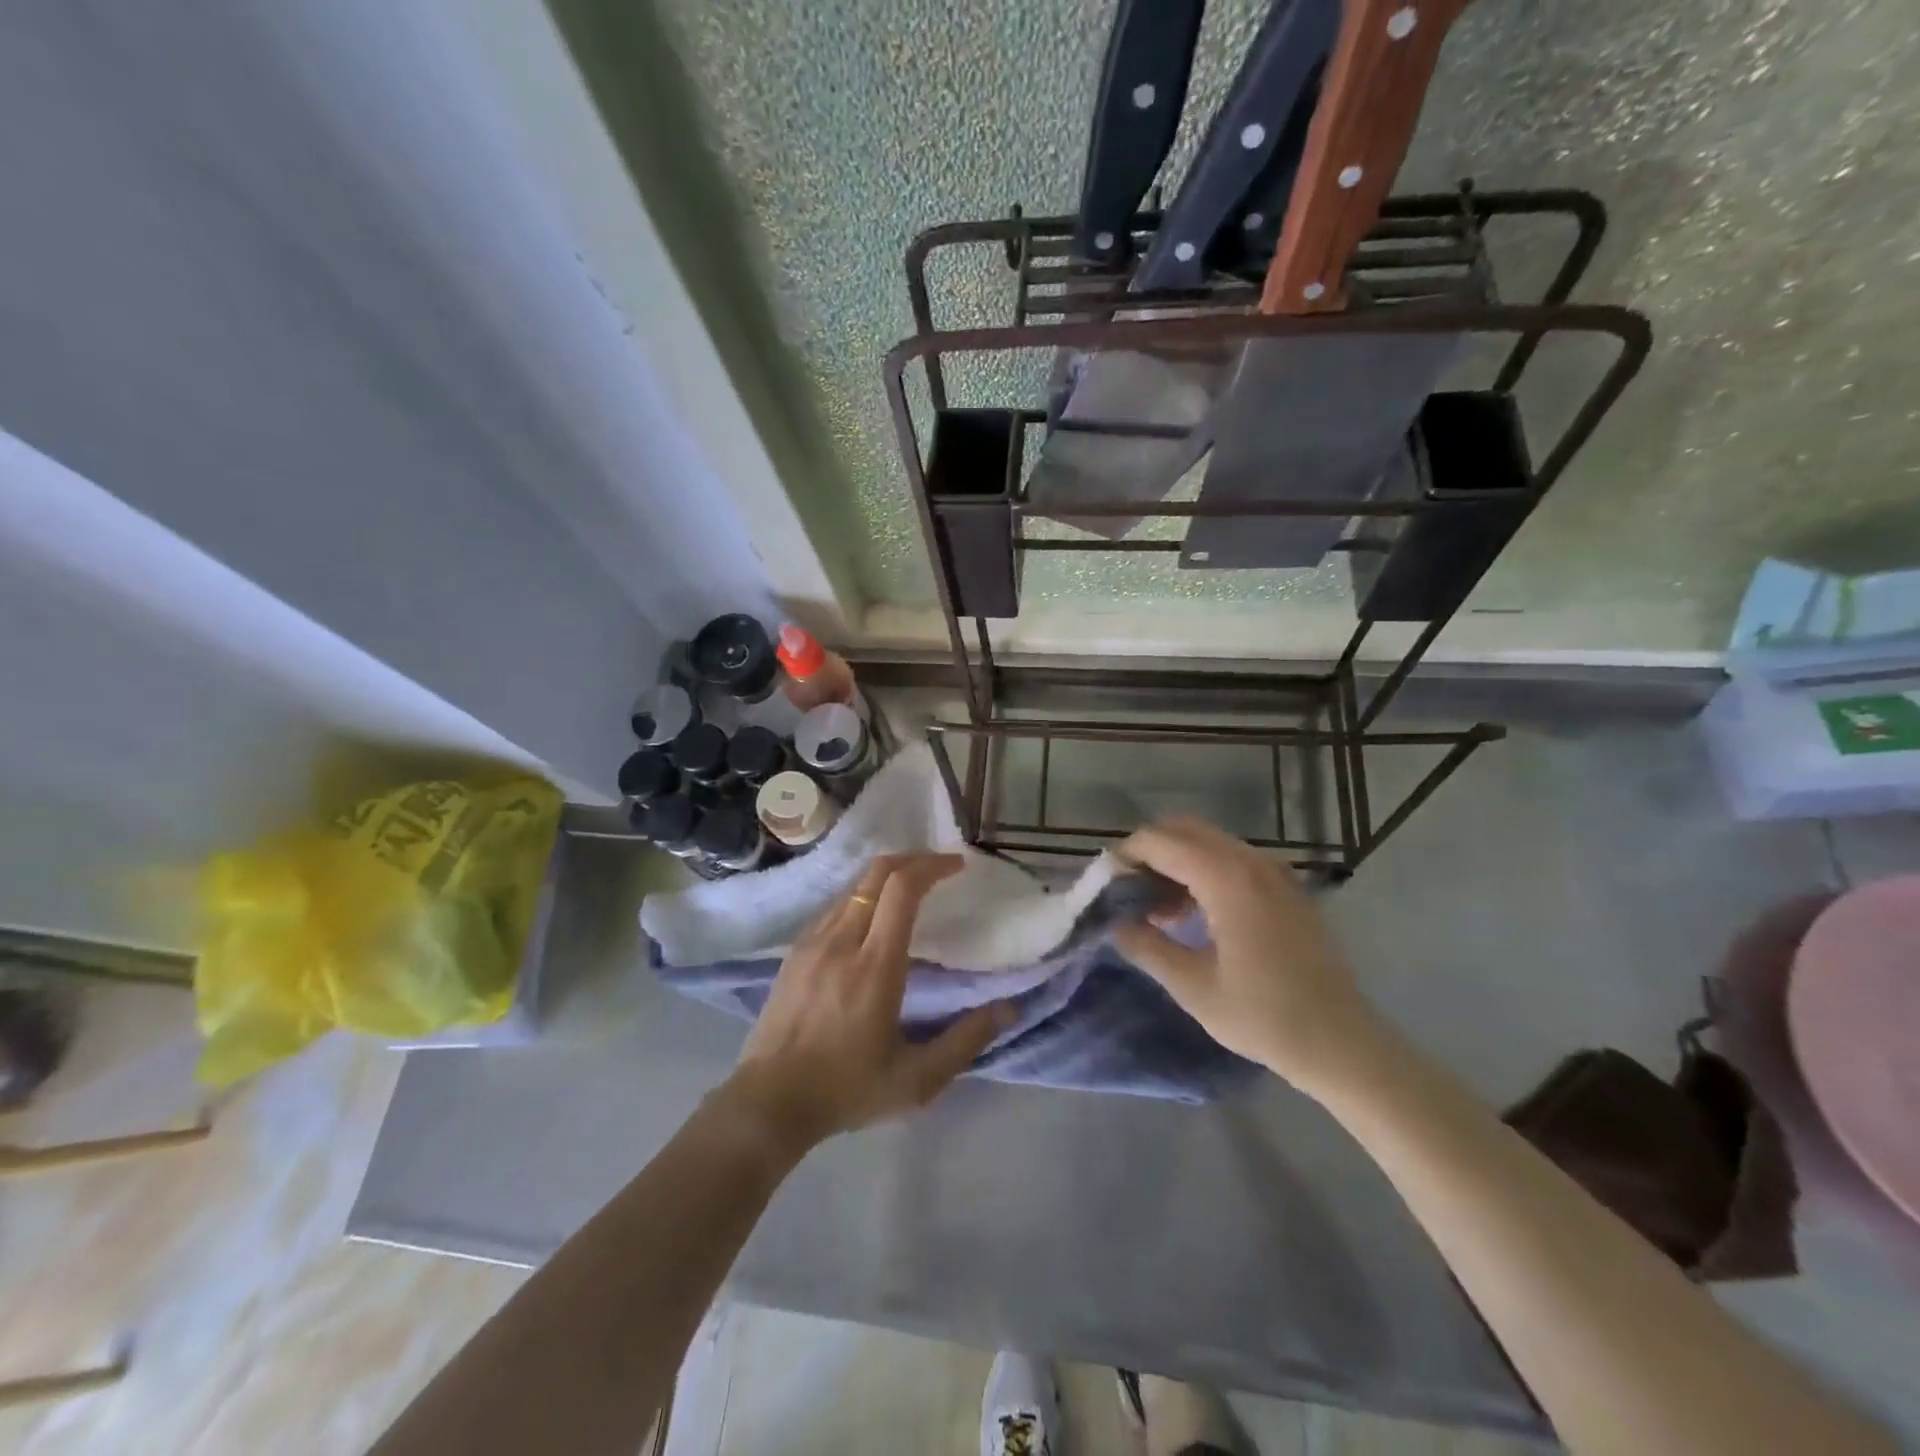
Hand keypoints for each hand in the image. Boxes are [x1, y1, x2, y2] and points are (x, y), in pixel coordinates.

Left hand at [726, 853, 1007, 1153]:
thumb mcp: (917, 1079)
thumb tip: (1008, 1008)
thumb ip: (965, 1041)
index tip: (957, 865)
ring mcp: (812, 942)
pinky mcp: (794, 952)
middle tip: (939, 867)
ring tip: (911, 889)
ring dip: (885, 877)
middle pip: (876, 873)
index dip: (931, 866)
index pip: (902, 889)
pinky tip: (871, 917)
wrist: (768, 1102)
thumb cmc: (847, 1089)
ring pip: (853, 887)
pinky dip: (861, 896)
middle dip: (912, 860)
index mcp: (875, 966)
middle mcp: (841, 941)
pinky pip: (833, 906)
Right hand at [1113, 816, 1383, 1094]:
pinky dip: (1203, 870)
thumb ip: (1147, 945)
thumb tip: (1115, 922)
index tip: (1105, 885)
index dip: (1125, 855)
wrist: (1343, 1043)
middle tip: (1128, 892)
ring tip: (1158, 910)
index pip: (1160, 841)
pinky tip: (1195, 914)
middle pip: (1184, 829)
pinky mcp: (1286, 887)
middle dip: (1149, 852)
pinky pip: (1233, 859)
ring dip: (1176, 861)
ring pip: (1209, 842)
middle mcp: (1251, 862)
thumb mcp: (1193, 987)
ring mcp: (1274, 871)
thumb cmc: (1264, 1017)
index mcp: (1226, 879)